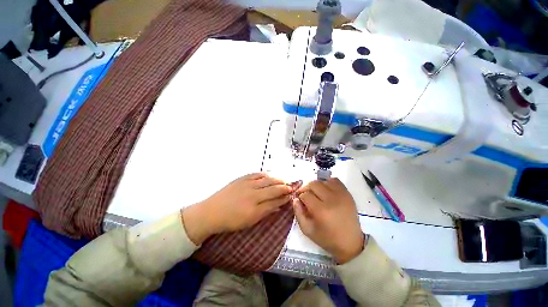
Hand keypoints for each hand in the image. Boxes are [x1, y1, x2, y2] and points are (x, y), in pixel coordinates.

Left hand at [182, 173, 297, 244]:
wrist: (211, 212)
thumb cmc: (231, 221)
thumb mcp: (250, 221)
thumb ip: (266, 212)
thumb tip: (279, 206)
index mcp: (255, 208)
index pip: (275, 201)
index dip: (285, 198)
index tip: (292, 195)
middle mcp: (253, 194)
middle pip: (274, 188)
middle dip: (285, 187)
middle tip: (292, 186)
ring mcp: (247, 184)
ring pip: (267, 179)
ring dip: (278, 179)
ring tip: (284, 180)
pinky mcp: (242, 178)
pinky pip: (257, 174)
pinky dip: (266, 174)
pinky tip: (270, 174)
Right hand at [293, 178, 363, 263]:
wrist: (351, 242)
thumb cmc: (327, 238)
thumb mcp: (307, 230)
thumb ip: (298, 213)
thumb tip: (295, 199)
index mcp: (321, 210)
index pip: (305, 195)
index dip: (300, 197)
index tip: (301, 201)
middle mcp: (331, 199)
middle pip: (313, 184)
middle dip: (306, 189)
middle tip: (306, 195)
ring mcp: (341, 195)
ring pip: (323, 181)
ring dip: (317, 186)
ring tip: (317, 193)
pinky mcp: (347, 194)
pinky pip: (335, 180)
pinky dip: (328, 183)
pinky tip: (327, 190)